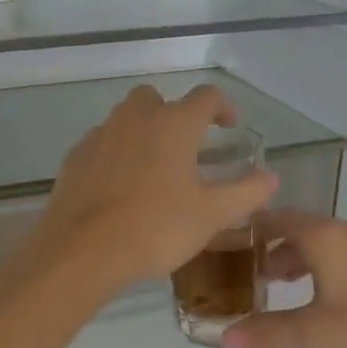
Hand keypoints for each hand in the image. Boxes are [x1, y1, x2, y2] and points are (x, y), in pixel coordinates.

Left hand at [32, 85, 278, 295]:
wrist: (81, 250)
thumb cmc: (155, 227)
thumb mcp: (211, 215)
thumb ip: (246, 192)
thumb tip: (270, 177)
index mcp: (174, 123)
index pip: (206, 97)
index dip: (223, 107)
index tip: (230, 126)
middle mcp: (136, 118)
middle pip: (158, 99)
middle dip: (175, 114)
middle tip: (188, 147)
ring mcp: (101, 134)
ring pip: (127, 118)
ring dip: (144, 131)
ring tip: (155, 168)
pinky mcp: (76, 156)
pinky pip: (103, 143)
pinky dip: (117, 153)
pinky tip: (121, 186)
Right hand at [221, 210, 346, 347]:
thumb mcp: (316, 331)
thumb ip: (269, 330)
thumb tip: (224, 338)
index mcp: (323, 236)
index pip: (276, 219)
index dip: (251, 229)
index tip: (229, 243)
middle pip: (301, 228)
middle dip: (275, 249)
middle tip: (253, 274)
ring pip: (326, 241)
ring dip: (302, 258)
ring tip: (285, 286)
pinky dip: (327, 264)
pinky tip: (327, 295)